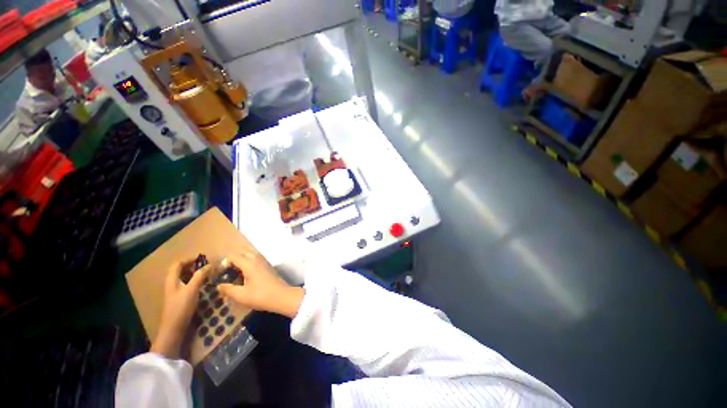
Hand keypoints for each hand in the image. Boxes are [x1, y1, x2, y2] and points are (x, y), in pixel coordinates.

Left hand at [151, 259, 211, 358]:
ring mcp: (174, 292)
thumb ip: (200, 276)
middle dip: (193, 266)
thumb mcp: (192, 289)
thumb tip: (209, 265)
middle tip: (206, 266)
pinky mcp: (179, 299)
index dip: (189, 260)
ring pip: (184, 278)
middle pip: (180, 270)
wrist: (173, 328)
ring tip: (207, 274)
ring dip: (194, 274)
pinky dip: (194, 281)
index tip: (202, 259)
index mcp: (172, 280)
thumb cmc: (181, 306)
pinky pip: (186, 285)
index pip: (178, 264)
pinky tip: (202, 285)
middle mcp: (171, 284)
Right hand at [217, 252, 303, 318]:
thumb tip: (219, 285)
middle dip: (234, 261)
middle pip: (243, 254)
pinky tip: (246, 278)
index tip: (220, 273)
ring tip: (236, 276)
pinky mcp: (268, 267)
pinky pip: (256, 261)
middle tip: (228, 273)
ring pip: (251, 257)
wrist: (282, 296)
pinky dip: (249, 265)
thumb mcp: (241, 295)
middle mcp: (257, 260)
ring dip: (242, 263)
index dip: (224, 263)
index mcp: (249, 264)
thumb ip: (228, 289)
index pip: (234, 256)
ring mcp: (264, 263)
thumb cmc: (260, 296)